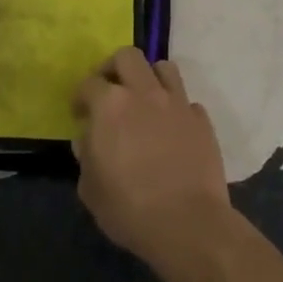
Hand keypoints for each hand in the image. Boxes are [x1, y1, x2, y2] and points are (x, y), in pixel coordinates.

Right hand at [72, 48, 233, 264]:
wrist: (188, 224)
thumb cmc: (129, 208)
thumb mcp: (90, 188)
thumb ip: (86, 155)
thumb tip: (89, 139)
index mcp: (110, 105)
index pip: (89, 83)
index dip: (80, 96)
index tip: (79, 112)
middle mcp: (144, 93)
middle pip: (128, 57)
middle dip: (114, 68)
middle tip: (110, 91)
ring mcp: (177, 104)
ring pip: (163, 68)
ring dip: (150, 78)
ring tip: (144, 100)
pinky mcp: (202, 121)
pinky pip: (187, 102)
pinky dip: (176, 109)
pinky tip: (171, 129)